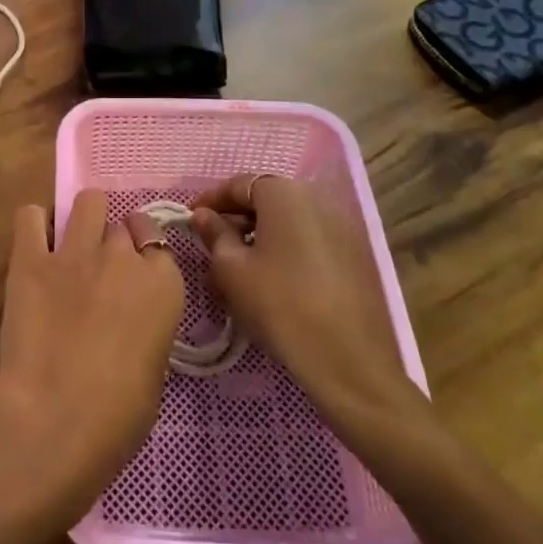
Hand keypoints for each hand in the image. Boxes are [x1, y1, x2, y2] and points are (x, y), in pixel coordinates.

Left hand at [0, 191, 183, 507]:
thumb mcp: (154, 369)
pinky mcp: (31, 258)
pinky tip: (35, 245)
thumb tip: (129, 324)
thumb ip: (146, 328)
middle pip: (121, 226)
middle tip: (99, 271)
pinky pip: (30, 216)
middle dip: (112, 243)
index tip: (133, 275)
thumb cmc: (119, 415)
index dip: (143, 256)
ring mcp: (76, 251)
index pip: (158, 244)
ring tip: (72, 244)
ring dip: (83, 219)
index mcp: (163, 284)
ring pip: (87, 202)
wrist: (56, 417)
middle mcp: (123, 256)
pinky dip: (34, 225)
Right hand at [192, 174, 429, 436]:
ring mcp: (340, 228)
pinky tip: (269, 279)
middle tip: (210, 244)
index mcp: (284, 194)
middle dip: (235, 218)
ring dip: (259, 235)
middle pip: (266, 199)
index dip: (210, 200)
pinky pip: (307, 240)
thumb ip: (214, 234)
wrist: (347, 359)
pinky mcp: (353, 256)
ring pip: (287, 222)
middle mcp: (316, 200)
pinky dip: (284, 249)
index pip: (239, 183)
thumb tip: (203, 215)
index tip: (190, 219)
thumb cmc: (278, 304)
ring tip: (236, 265)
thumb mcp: (231, 269)